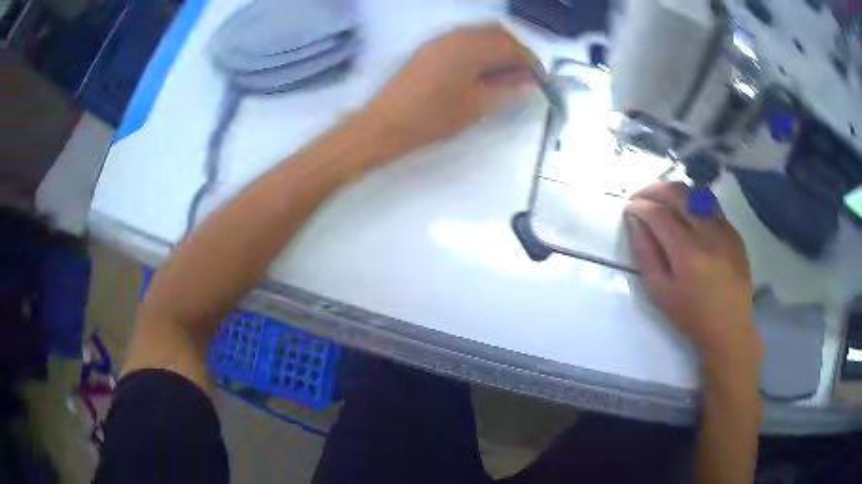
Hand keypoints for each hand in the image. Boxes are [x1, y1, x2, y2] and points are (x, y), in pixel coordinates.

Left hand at [360, 23, 538, 158]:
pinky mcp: (430, 49)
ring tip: (504, 79)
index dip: (531, 63)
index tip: (541, 81)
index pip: (512, 46)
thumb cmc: (432, 118)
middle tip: (523, 79)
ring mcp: (440, 40)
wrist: (384, 125)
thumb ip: (507, 89)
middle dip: (516, 53)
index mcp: (471, 47)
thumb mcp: (477, 106)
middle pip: (497, 34)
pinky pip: (464, 41)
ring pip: (480, 35)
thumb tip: (529, 80)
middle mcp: (456, 35)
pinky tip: (481, 73)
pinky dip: (480, 52)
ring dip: (498, 51)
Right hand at [624, 182, 760, 376]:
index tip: (628, 208)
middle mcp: (707, 233)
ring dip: (675, 191)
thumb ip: (645, 254)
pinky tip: (688, 214)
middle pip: (677, 193)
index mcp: (686, 253)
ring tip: (663, 201)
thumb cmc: (691, 316)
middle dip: (653, 189)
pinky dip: (694, 202)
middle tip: (640, 197)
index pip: (658, 213)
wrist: (729, 328)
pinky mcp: (734, 232)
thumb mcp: (659, 292)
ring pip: (696, 192)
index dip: (639, 206)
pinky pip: (712, 205)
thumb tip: (634, 222)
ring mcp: (724, 229)